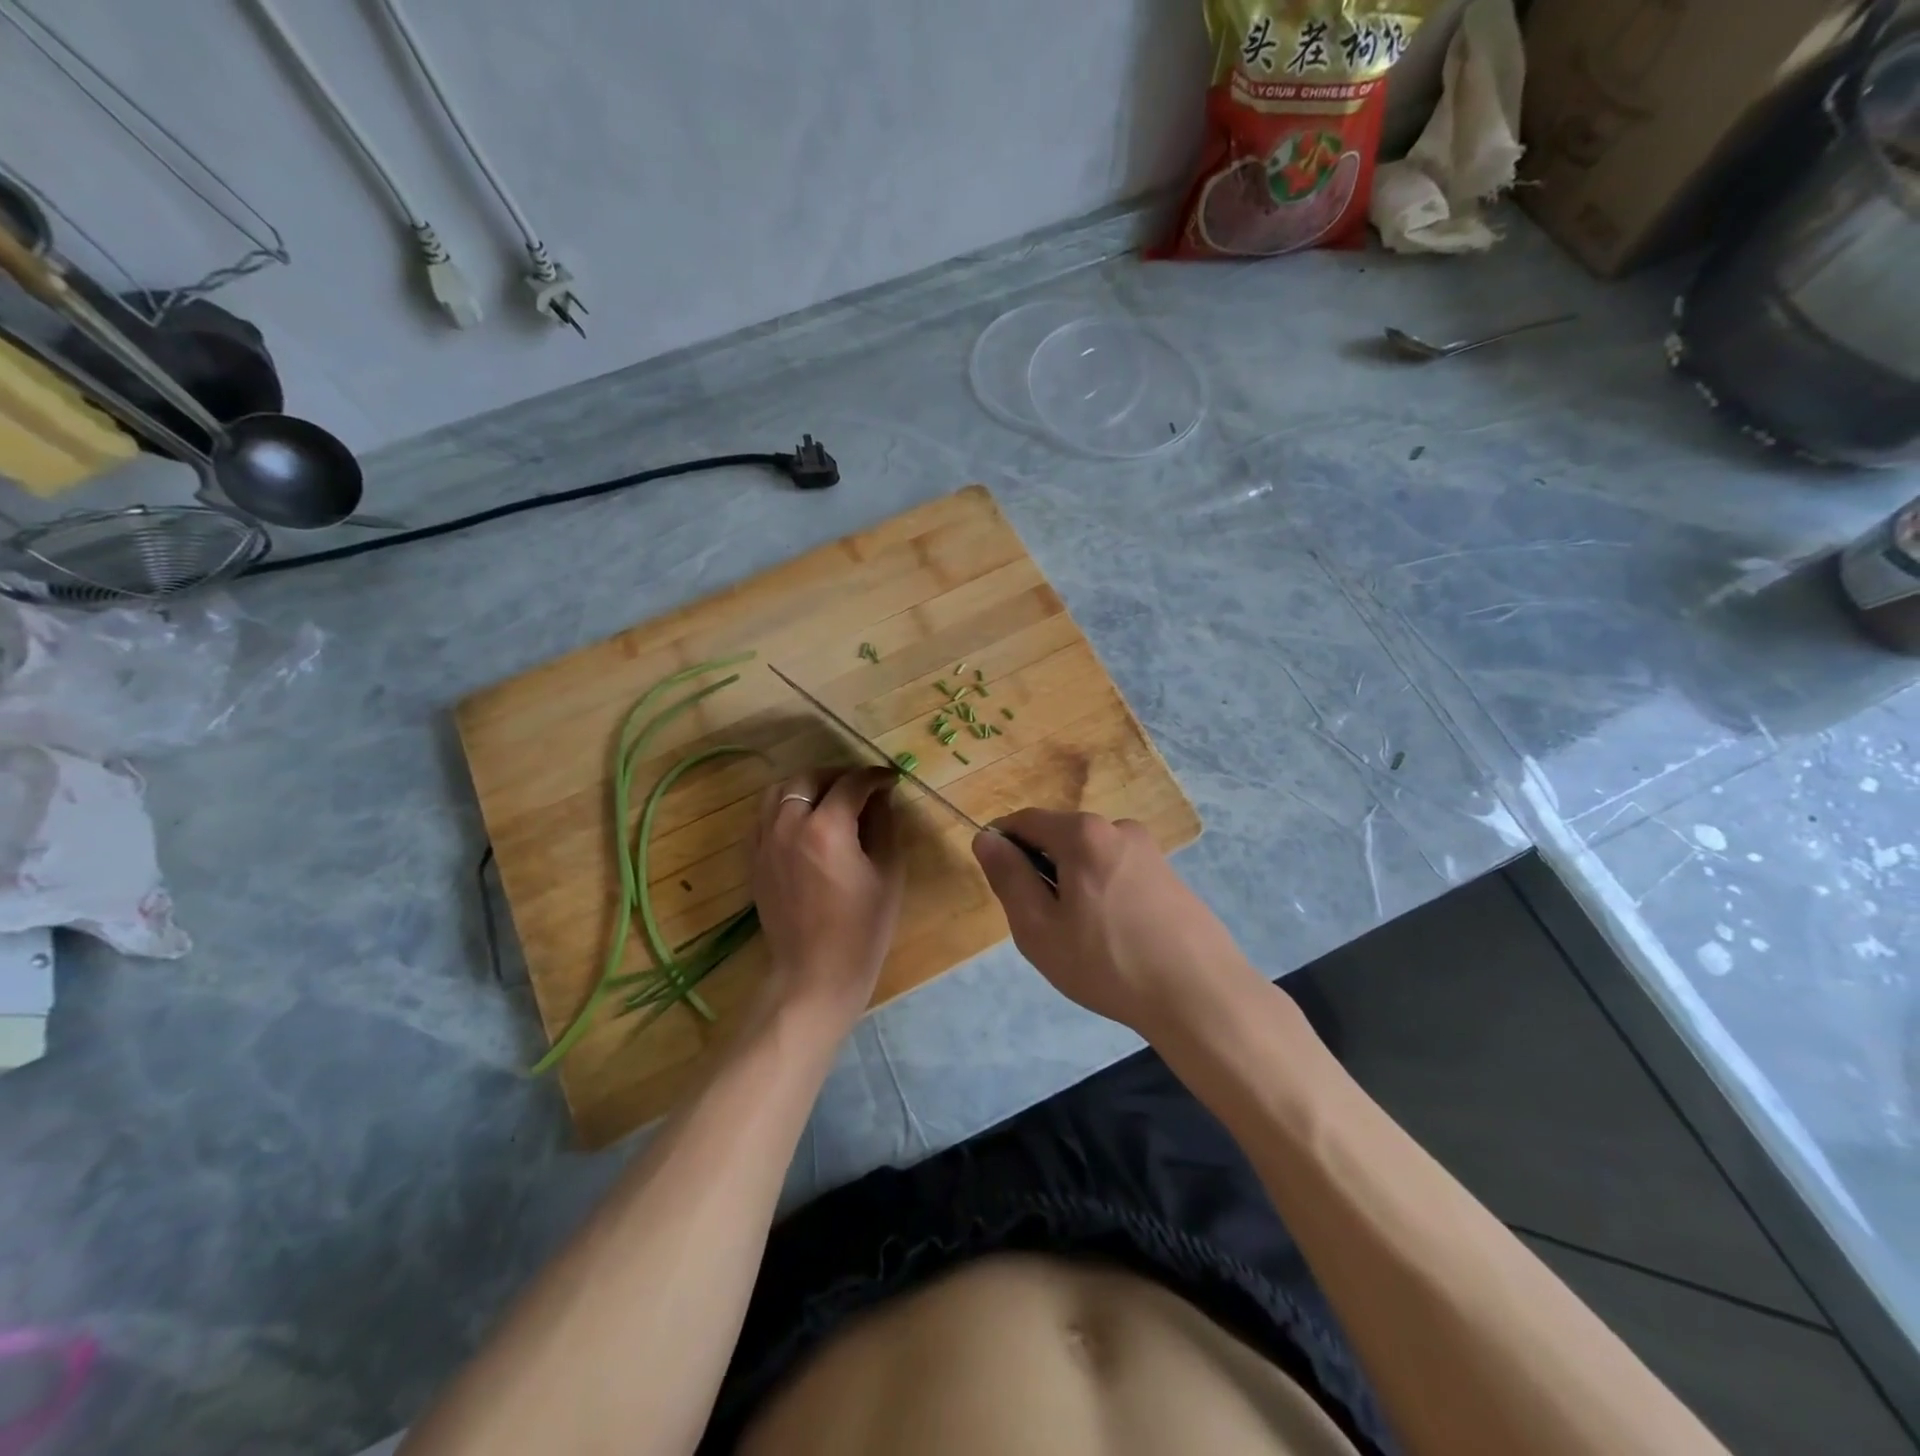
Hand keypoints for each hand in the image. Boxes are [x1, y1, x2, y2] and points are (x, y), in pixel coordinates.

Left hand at [750, 766, 903, 1035]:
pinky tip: (805, 822)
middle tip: (861, 787)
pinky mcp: (754, 859)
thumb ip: (884, 824)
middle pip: (809, 778)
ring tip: (830, 798)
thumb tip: (881, 796)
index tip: (891, 780)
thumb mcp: (887, 872)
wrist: (815, 973)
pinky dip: (785, 807)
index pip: (851, 784)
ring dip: (807, 786)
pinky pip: (764, 816)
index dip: (875, 777)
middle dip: (838, 775)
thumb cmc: (862, 928)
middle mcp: (788, 825)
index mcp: (826, 828)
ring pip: (779, 791)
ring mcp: (765, 842)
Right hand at [972, 809, 1257, 1035]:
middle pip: (1060, 837)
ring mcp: (1149, 850)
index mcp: (1083, 833)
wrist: (1201, 995)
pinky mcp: (1169, 874)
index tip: (1002, 886)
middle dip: (1042, 870)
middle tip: (1045, 925)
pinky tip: (1116, 937)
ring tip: (1084, 938)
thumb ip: (1009, 878)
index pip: (1025, 821)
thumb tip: (986, 839)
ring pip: (1090, 857)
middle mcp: (1117, 827)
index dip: (1003, 846)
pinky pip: (1118, 872)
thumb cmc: (1107, 963)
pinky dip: (1103, 893)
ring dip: (1074, 884)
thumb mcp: (1039, 928)